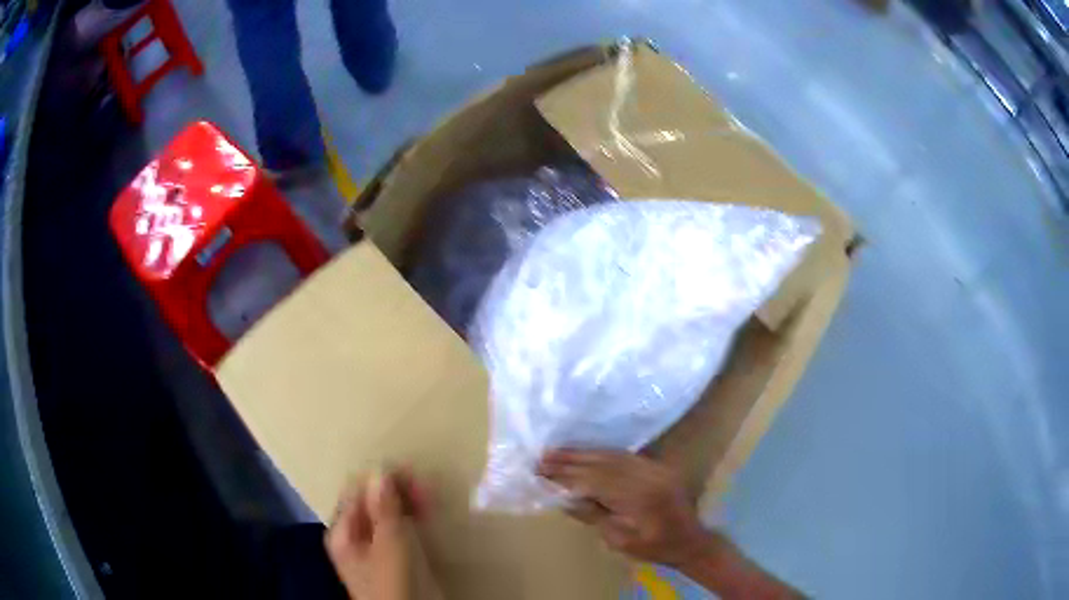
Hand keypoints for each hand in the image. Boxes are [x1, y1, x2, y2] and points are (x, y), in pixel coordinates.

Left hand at [325, 470, 427, 599]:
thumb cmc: (395, 582)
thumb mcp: (391, 543)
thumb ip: (384, 507)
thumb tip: (379, 470)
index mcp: (343, 530)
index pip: (357, 491)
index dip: (382, 479)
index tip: (412, 473)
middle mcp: (355, 536)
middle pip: (372, 501)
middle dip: (397, 490)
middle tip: (426, 486)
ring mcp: (376, 547)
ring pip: (389, 513)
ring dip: (407, 502)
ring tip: (430, 497)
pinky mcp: (395, 557)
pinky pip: (401, 528)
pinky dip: (413, 518)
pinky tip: (428, 513)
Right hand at [540, 449, 803, 598]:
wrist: (690, 541)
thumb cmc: (655, 547)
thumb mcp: (621, 541)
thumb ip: (595, 516)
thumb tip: (564, 498)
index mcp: (640, 497)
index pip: (596, 481)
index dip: (568, 476)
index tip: (542, 472)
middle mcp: (647, 476)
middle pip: (603, 464)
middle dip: (571, 460)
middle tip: (542, 458)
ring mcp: (654, 468)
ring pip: (612, 455)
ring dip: (583, 453)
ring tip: (556, 451)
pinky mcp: (656, 467)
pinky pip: (625, 455)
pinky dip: (601, 453)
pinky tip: (586, 452)